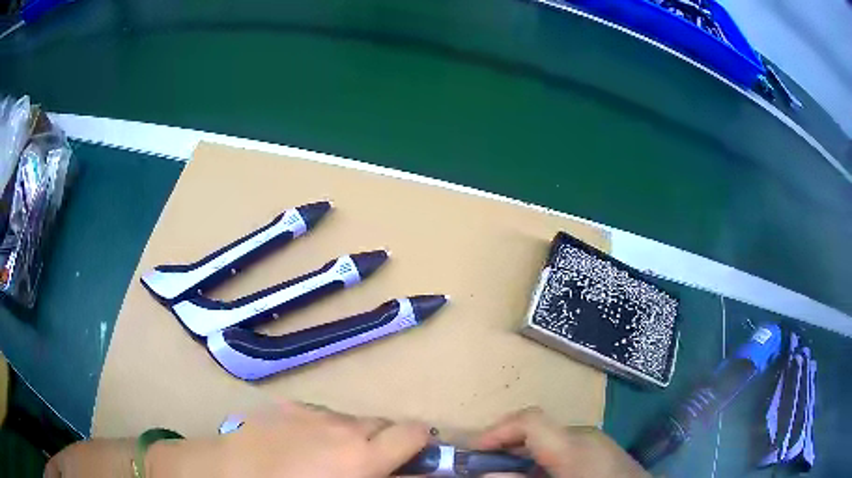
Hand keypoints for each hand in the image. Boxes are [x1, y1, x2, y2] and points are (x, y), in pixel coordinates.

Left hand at [151, 401, 430, 477]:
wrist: (228, 474)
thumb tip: (404, 473)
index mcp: (361, 456)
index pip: (414, 433)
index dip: (421, 443)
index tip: (416, 457)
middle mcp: (343, 427)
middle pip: (384, 424)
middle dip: (385, 443)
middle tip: (368, 464)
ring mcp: (313, 413)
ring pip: (351, 419)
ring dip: (351, 436)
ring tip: (327, 457)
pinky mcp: (288, 406)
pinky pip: (320, 414)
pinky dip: (322, 428)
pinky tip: (299, 445)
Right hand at [471, 407, 648, 477]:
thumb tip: (485, 473)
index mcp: (573, 445)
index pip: (530, 420)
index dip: (496, 431)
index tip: (472, 452)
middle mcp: (584, 435)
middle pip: (536, 429)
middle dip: (504, 446)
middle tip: (482, 466)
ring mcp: (595, 441)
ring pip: (548, 439)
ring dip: (522, 454)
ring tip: (506, 473)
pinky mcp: (600, 450)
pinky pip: (563, 447)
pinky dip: (541, 458)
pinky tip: (537, 476)